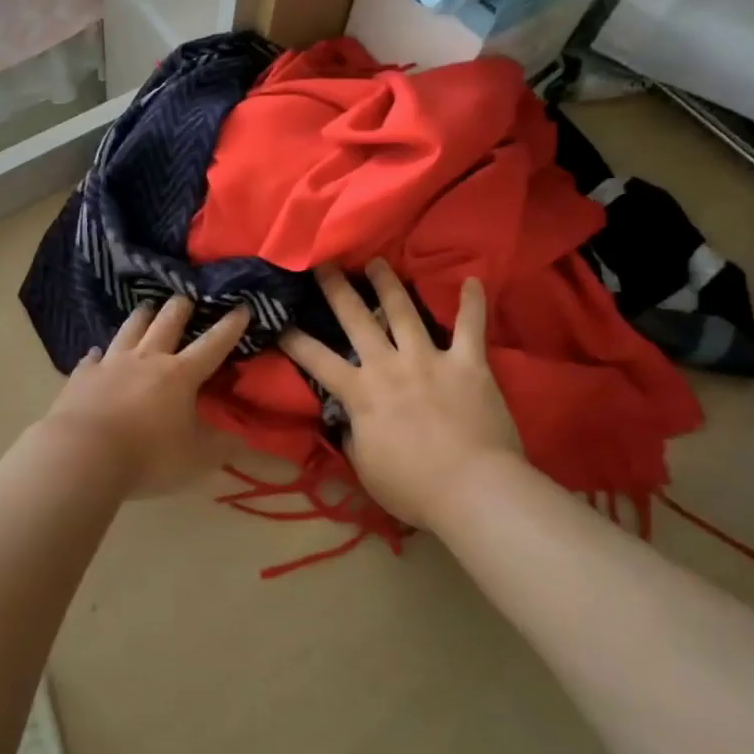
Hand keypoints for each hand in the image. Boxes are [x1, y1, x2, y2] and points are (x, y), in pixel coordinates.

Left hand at [41, 298, 251, 496]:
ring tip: (146, 306)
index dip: (230, 327)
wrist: (83, 454)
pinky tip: (96, 353)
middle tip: (186, 295)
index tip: (242, 307)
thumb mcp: (196, 459)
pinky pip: (92, 358)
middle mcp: (146, 359)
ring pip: (129, 330)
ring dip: (141, 317)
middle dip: (181, 307)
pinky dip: (98, 354)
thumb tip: (243, 437)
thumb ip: (221, 446)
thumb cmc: (147, 456)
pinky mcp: (82, 376)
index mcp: (180, 375)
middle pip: (166, 323)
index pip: (212, 345)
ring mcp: (111, 364)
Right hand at [279, 263, 522, 529]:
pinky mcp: (468, 364)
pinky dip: (472, 303)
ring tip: (378, 262)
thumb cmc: (412, 487)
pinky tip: (474, 280)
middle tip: (324, 263)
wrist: (472, 490)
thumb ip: (352, 434)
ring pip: (404, 311)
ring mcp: (429, 360)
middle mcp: (389, 365)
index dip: (293, 339)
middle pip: (357, 319)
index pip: (316, 360)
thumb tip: (348, 417)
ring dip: (388, 284)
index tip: (278, 320)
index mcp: (360, 393)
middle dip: (337, 289)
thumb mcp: (364, 465)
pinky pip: (471, 327)